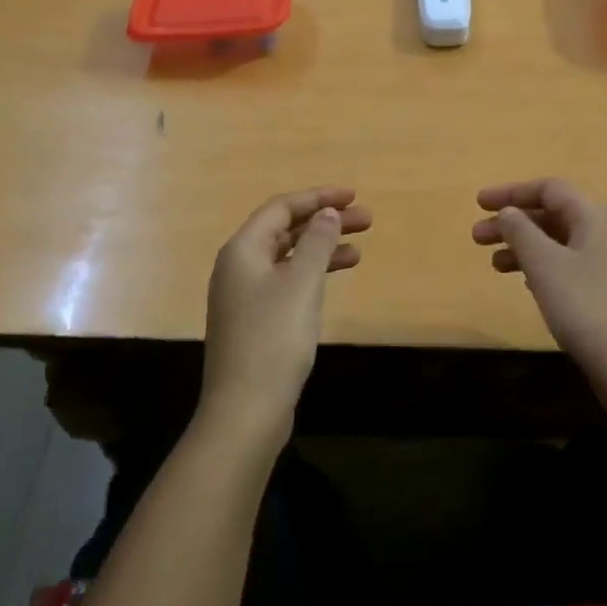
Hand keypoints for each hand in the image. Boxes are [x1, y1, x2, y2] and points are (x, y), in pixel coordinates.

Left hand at [200, 186, 371, 439]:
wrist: (245, 410)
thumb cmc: (274, 338)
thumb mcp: (301, 283)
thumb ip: (317, 242)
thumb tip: (326, 213)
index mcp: (243, 250)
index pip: (282, 207)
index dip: (318, 197)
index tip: (353, 196)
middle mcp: (239, 266)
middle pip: (285, 230)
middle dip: (325, 221)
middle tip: (367, 219)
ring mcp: (245, 295)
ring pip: (289, 257)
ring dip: (322, 248)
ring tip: (360, 249)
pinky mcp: (255, 320)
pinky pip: (287, 281)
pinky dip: (313, 274)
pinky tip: (335, 282)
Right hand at [473, 178, 606, 401]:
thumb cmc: (584, 306)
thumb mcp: (544, 264)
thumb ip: (521, 231)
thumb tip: (509, 212)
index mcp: (594, 217)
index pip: (549, 189)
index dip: (512, 192)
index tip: (479, 203)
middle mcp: (605, 233)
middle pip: (552, 215)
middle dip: (512, 222)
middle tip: (477, 237)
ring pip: (557, 242)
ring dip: (523, 247)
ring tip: (493, 264)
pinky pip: (567, 264)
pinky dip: (541, 266)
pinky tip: (524, 283)